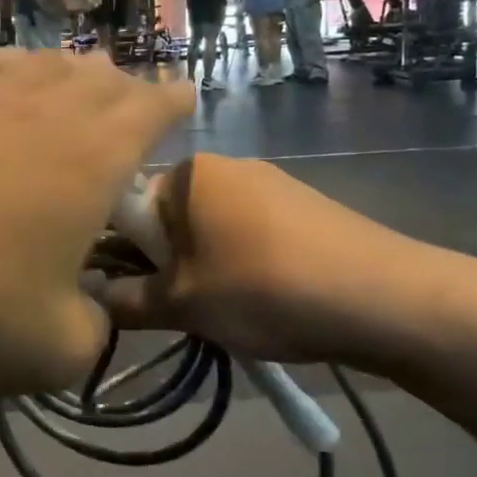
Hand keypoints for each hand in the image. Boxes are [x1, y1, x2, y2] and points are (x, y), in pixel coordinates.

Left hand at [0, 49, 192, 397]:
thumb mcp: (54, 352)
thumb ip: (94, 331)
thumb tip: (91, 314)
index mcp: (92, 158)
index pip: (151, 109)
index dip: (173, 101)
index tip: (184, 97)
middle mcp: (43, 109)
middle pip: (99, 79)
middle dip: (125, 88)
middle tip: (130, 101)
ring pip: (42, 64)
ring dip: (69, 72)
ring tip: (75, 84)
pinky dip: (6, 66)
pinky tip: (1, 76)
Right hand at [96, 154, 431, 367]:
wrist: (384, 297)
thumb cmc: (264, 289)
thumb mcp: (183, 305)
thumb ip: (127, 301)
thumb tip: (91, 299)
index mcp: (189, 173)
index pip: (129, 207)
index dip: (124, 254)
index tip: (138, 293)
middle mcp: (227, 165)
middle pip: (171, 217)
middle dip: (169, 264)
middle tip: (184, 309)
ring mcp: (270, 181)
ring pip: (212, 229)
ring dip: (206, 267)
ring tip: (230, 311)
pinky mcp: (304, 206)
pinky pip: (251, 233)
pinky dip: (245, 264)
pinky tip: (268, 299)